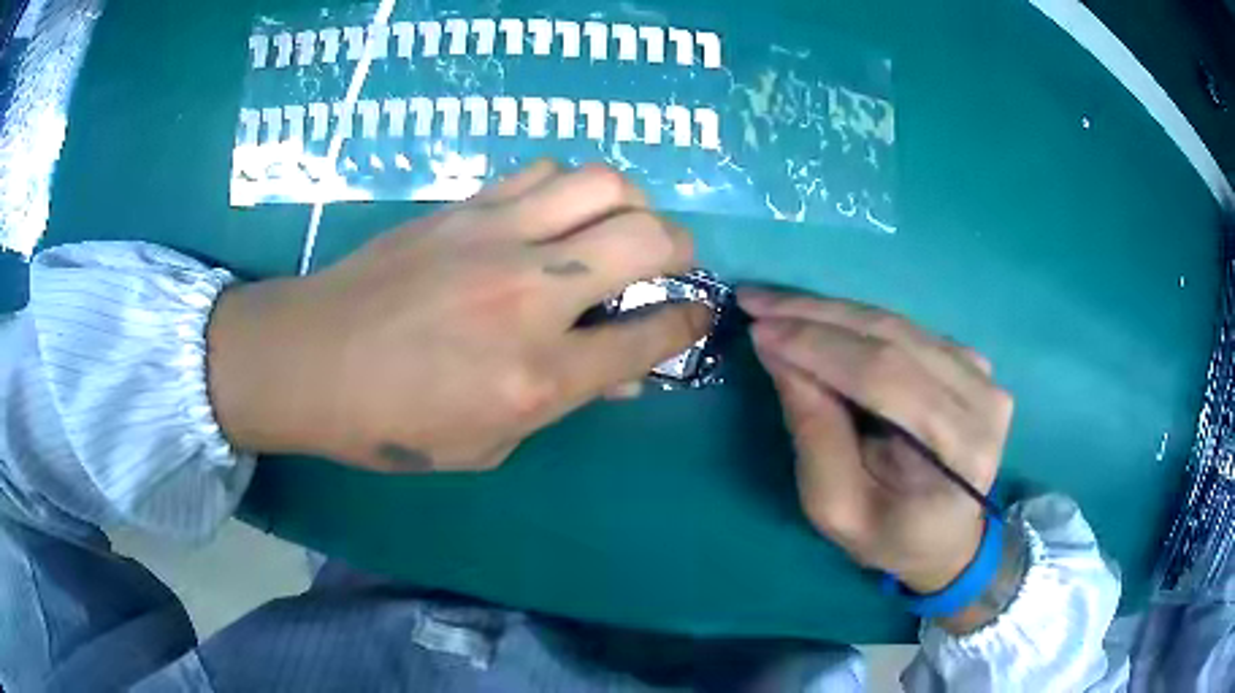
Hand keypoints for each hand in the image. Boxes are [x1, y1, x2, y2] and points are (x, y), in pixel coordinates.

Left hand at [206, 162, 710, 472]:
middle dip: (681, 248)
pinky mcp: (463, 207)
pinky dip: (565, 188)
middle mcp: (531, 296)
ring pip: (602, 183)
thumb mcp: (485, 444)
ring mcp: (495, 237)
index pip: (651, 336)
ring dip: (628, 204)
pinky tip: (551, 214)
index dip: (690, 322)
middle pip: (647, 238)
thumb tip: (619, 373)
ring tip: (614, 228)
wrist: (308, 360)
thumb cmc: (391, 423)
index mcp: (539, 377)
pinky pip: (541, 172)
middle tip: (670, 262)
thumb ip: (560, 404)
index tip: (698, 314)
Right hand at [739, 288, 1013, 598]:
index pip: (885, 377)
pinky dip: (857, 322)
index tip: (758, 328)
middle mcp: (983, 399)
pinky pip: (906, 329)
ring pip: (897, 324)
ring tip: (776, 305)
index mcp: (960, 450)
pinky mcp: (972, 362)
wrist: (946, 539)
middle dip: (816, 316)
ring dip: (831, 312)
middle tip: (756, 301)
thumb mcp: (836, 506)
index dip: (819, 347)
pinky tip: (819, 320)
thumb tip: (780, 353)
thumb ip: (814, 432)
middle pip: (893, 338)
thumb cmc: (889, 537)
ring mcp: (983, 374)